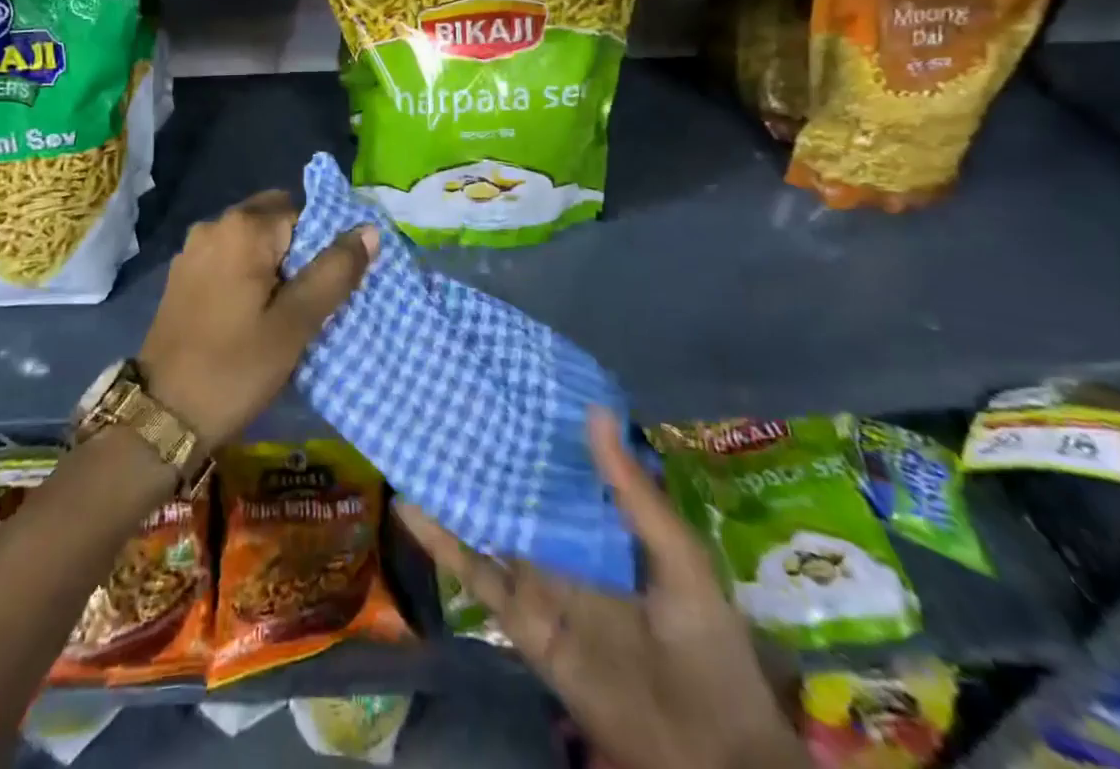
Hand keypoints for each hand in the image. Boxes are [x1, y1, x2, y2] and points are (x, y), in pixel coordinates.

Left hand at [139, 190, 375, 448]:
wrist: (162, 415)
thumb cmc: (235, 367)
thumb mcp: (295, 323)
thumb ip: (334, 272)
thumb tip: (369, 229)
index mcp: (243, 228)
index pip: (303, 212)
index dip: (323, 245)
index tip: (329, 286)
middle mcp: (214, 225)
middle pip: (275, 221)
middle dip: (298, 253)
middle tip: (310, 302)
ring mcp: (193, 250)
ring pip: (251, 242)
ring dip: (273, 266)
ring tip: (287, 313)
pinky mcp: (182, 276)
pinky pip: (228, 260)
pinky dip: (247, 276)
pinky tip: (253, 316)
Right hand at [397, 410, 808, 768]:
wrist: (709, 755)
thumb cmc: (706, 646)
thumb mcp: (678, 557)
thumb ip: (632, 491)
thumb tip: (594, 411)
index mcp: (603, 529)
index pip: (560, 472)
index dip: (533, 434)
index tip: (502, 387)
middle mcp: (564, 548)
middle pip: (517, 495)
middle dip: (487, 457)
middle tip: (446, 402)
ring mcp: (538, 583)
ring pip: (487, 528)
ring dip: (455, 492)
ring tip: (417, 442)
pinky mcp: (521, 620)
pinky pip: (476, 577)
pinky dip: (442, 543)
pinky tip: (410, 507)